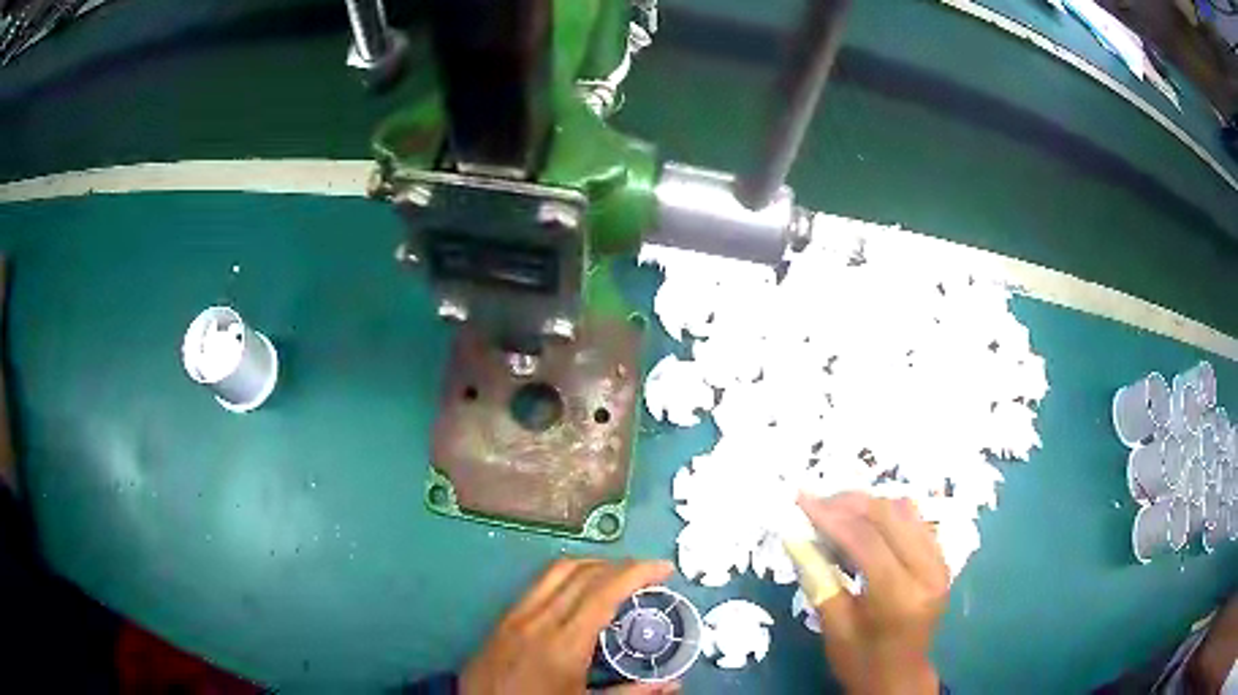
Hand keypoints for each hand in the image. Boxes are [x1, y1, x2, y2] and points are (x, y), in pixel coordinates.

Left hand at [461, 557, 676, 694]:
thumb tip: (673, 684)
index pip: (604, 593)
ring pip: (558, 569)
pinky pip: (540, 582)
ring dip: (594, 564)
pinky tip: (582, 589)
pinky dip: (569, 574)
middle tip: (649, 574)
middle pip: (584, 574)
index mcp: (564, 645)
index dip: (638, 573)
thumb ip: (631, 693)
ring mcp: (518, 614)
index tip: (664, 568)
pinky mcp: (504, 616)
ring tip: (619, 575)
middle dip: (622, 565)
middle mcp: (540, 620)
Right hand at [798, 492, 949, 694]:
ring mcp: (940, 563)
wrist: (900, 677)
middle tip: (815, 503)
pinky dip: (886, 514)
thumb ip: (818, 579)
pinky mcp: (941, 559)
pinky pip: (915, 521)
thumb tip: (793, 537)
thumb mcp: (834, 628)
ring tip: (835, 510)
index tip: (801, 501)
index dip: (832, 518)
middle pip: (890, 517)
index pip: (867, 542)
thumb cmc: (861, 661)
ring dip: (868, 504)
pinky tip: (863, 521)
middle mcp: (928, 573)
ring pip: (905, 511)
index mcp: (900, 598)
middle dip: (849, 503)